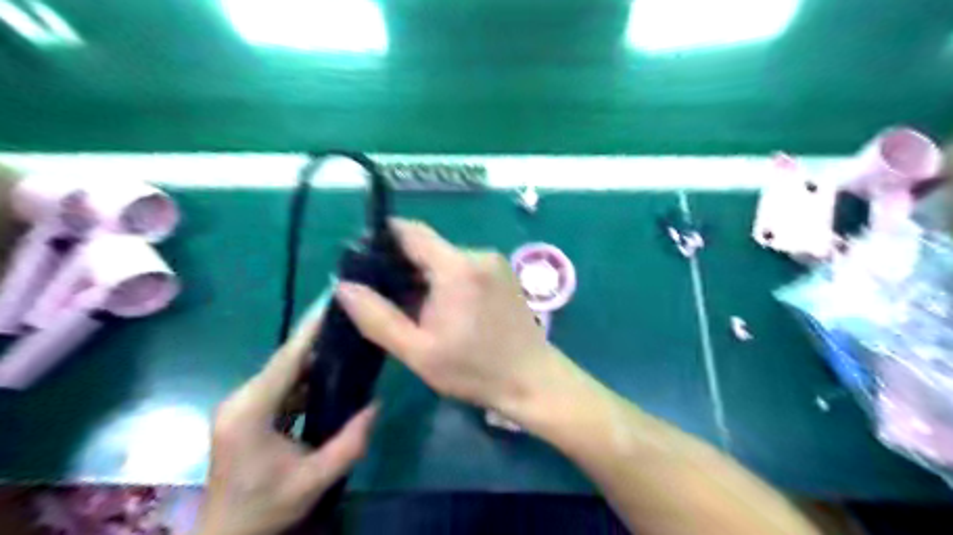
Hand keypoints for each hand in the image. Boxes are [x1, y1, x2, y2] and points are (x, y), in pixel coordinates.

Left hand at [196, 316, 375, 534]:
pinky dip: (307, 377)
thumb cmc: (265, 508)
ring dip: (315, 358)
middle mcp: (241, 399)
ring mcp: (242, 404)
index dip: (310, 328)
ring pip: (286, 371)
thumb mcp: (314, 480)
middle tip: (353, 319)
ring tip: (349, 340)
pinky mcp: (248, 411)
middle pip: (286, 360)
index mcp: (251, 411)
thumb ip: (349, 443)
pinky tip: (332, 372)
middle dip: (319, 338)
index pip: (287, 359)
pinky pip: (283, 385)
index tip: (331, 300)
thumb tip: (376, 404)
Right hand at [337, 220, 564, 422]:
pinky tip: (442, 310)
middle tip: (382, 296)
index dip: (383, 239)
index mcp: (456, 267)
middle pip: (428, 247)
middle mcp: (477, 254)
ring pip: (445, 259)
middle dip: (402, 266)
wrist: (533, 380)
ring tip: (412, 309)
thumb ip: (377, 318)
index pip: (411, 231)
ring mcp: (494, 263)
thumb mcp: (418, 351)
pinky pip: (464, 268)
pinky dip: (446, 282)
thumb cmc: (475, 370)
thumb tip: (344, 287)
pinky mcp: (503, 275)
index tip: (363, 260)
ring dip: (425, 277)